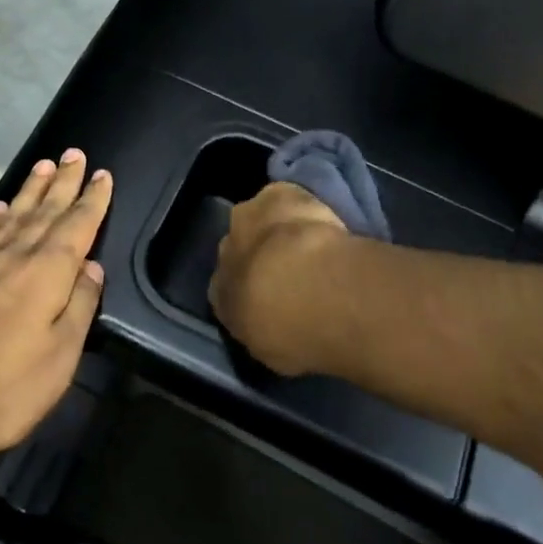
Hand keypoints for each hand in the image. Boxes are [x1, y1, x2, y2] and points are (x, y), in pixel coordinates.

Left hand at [0, 149, 112, 460]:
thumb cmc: (6, 387)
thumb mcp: (60, 357)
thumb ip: (80, 306)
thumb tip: (92, 267)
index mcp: (48, 273)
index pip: (77, 225)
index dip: (92, 200)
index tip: (102, 175)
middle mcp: (16, 255)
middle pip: (46, 210)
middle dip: (64, 182)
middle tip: (74, 153)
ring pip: (15, 214)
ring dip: (33, 189)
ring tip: (44, 165)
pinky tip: (3, 206)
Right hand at [209, 182, 348, 375]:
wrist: (311, 286)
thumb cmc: (292, 332)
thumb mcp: (275, 349)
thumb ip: (267, 330)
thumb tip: (273, 321)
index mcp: (219, 295)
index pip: (225, 291)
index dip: (249, 292)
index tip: (275, 298)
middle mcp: (224, 253)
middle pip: (239, 248)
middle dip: (259, 254)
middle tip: (294, 268)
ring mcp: (247, 219)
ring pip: (259, 219)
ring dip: (277, 227)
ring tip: (310, 241)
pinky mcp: (278, 194)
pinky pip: (286, 197)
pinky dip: (300, 204)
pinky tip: (323, 216)